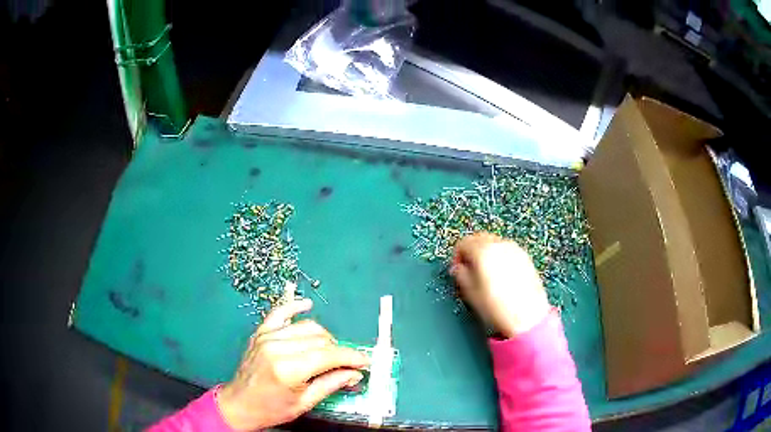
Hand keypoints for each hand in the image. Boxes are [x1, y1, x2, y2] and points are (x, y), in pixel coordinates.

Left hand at [216, 299, 369, 430]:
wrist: (240, 404)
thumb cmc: (272, 409)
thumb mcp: (305, 403)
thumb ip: (332, 384)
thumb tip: (356, 373)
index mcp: (288, 369)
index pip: (328, 355)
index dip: (351, 357)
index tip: (365, 362)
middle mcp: (277, 347)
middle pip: (320, 339)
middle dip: (340, 350)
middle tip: (349, 363)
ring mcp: (267, 336)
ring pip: (307, 327)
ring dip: (324, 337)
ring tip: (330, 351)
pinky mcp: (261, 332)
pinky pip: (280, 313)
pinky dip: (295, 307)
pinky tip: (307, 305)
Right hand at [451, 232, 549, 337]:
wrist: (528, 316)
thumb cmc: (497, 307)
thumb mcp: (471, 293)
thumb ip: (461, 275)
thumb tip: (459, 268)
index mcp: (483, 251)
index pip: (463, 243)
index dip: (457, 256)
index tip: (457, 269)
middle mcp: (499, 244)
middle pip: (479, 238)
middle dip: (471, 250)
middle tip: (469, 268)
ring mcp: (514, 249)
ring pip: (494, 242)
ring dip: (486, 252)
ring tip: (485, 272)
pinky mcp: (525, 257)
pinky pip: (506, 249)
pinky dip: (499, 256)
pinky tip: (500, 274)